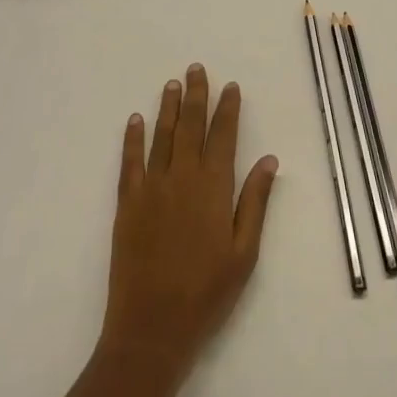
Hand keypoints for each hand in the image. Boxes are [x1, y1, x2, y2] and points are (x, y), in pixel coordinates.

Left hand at [99, 64, 276, 385]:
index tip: (230, 86)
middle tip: (196, 68)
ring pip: (162, 136)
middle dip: (196, 95)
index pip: (223, 136)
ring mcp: (152, 187)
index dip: (227, 109)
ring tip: (172, 83)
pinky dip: (133, 138)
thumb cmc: (206, 294)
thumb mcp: (244, 254)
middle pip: (190, 126)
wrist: (151, 328)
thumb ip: (255, 202)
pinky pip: (130, 161)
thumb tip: (269, 159)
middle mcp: (182, 177)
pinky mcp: (127, 203)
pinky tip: (135, 120)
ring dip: (167, 107)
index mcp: (213, 188)